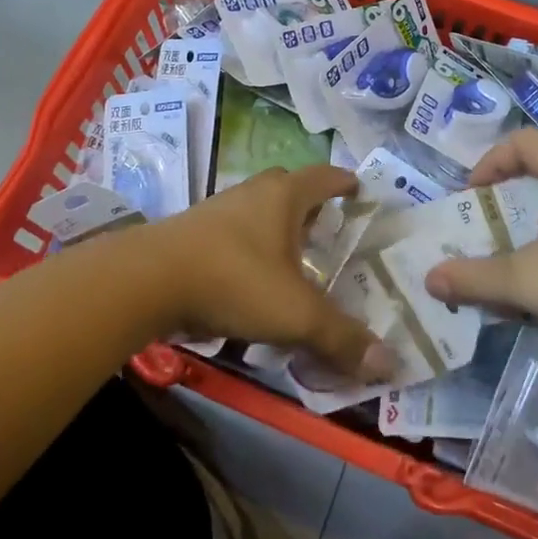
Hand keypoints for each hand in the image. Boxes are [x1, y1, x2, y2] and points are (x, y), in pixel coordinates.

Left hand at [147, 166, 397, 380]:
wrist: (148, 280)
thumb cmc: (235, 280)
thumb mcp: (296, 314)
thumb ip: (341, 337)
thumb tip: (389, 362)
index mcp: (284, 196)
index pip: (325, 176)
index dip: (345, 182)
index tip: (359, 188)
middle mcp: (253, 193)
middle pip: (289, 188)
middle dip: (311, 205)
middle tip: (328, 228)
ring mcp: (219, 209)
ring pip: (259, 210)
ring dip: (277, 227)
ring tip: (293, 258)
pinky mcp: (193, 232)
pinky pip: (234, 231)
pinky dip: (251, 247)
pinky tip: (251, 279)